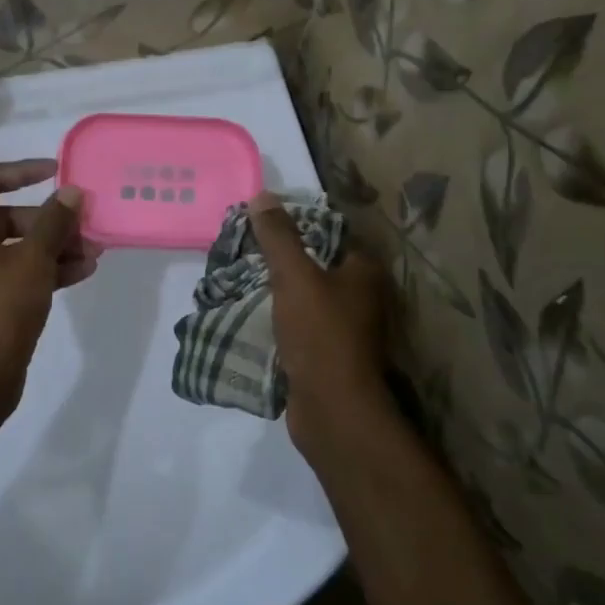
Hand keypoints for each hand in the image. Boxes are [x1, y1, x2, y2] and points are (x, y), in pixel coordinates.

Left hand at [0, 159, 101, 412]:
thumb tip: (71, 191)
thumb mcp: (33, 262)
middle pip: (6, 215)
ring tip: (94, 252)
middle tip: (85, 225)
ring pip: (15, 247)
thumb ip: (54, 222)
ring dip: (53, 246)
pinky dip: (44, 270)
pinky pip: (14, 273)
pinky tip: (82, 273)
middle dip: (49, 220)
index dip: (24, 170)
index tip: (58, 172)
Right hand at [246, 191, 394, 461]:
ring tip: (241, 277)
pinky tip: (252, 312)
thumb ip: (278, 237)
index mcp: (363, 271)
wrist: (333, 409)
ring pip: (306, 297)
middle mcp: (362, 296)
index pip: (329, 233)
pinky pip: (300, 324)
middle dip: (282, 258)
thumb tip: (262, 195)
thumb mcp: (294, 277)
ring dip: (279, 290)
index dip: (296, 225)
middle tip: (245, 249)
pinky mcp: (329, 354)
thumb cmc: (321, 334)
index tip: (260, 223)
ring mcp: (347, 328)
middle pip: (316, 265)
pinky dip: (280, 318)